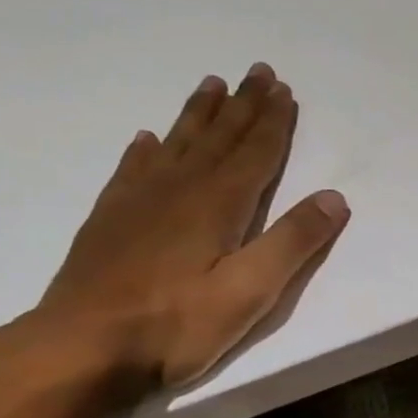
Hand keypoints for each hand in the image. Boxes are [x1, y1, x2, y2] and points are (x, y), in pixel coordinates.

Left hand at [28, 65, 348, 400]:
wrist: (81, 346)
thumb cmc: (175, 325)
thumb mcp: (249, 292)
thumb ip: (292, 243)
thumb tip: (335, 198)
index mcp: (218, 205)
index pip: (255, 154)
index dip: (273, 123)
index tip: (284, 90)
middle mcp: (180, 190)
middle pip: (219, 138)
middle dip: (243, 105)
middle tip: (257, 71)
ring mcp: (139, 201)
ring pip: (178, 144)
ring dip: (200, 114)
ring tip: (212, 85)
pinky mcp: (110, 219)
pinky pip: (134, 169)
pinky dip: (147, 149)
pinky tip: (149, 139)